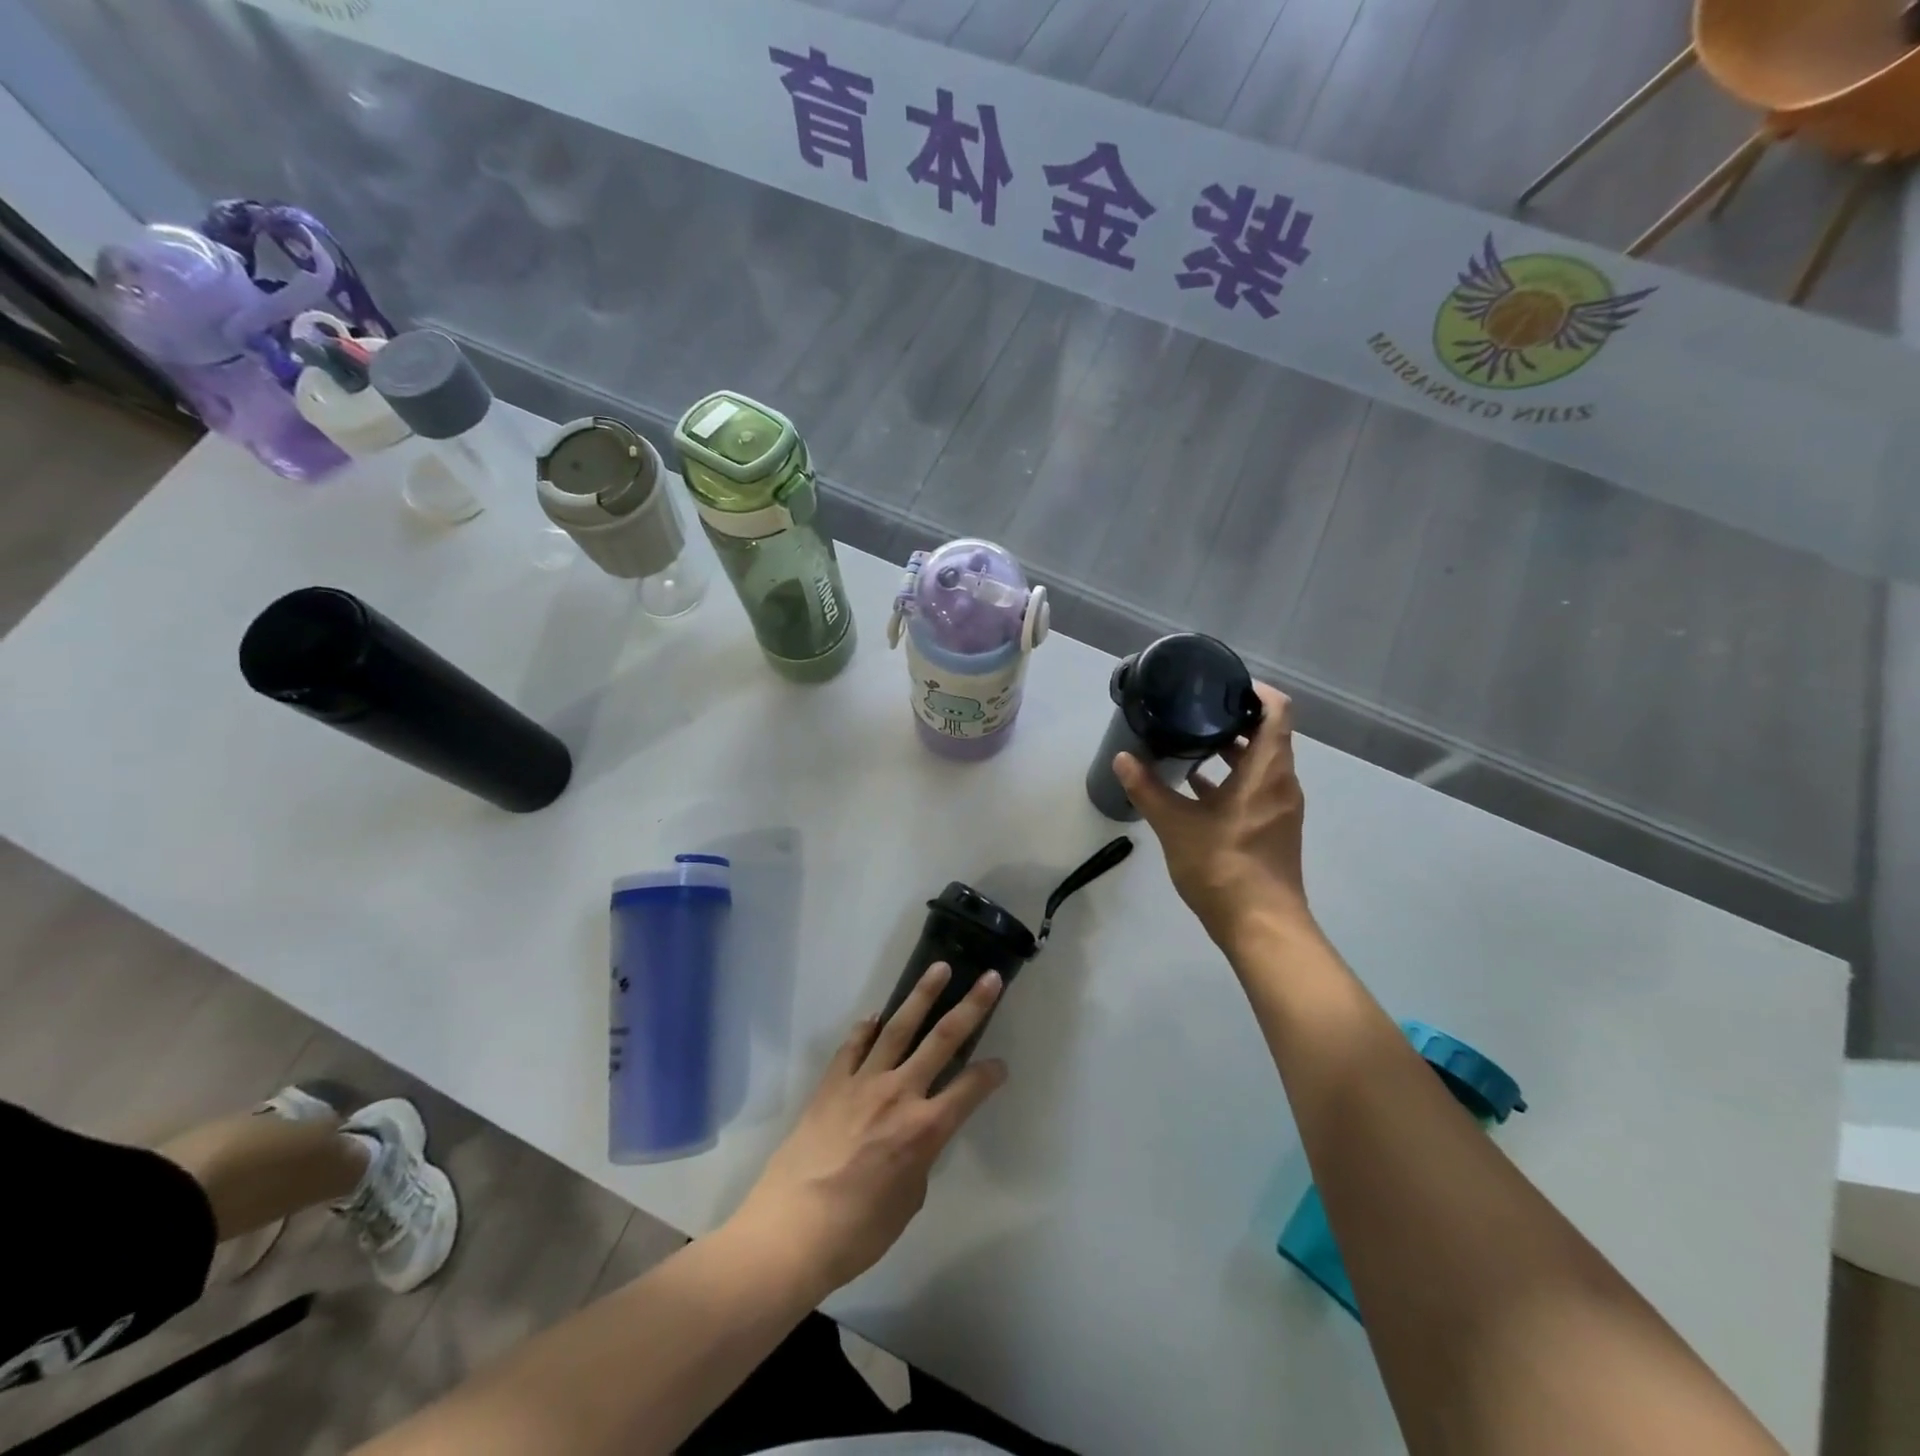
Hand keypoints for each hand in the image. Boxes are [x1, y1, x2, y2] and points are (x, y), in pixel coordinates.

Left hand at [732, 963, 1007, 1293]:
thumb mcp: (908, 1201)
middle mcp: (899, 1094)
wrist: (791, 1230)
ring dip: (921, 995)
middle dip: (971, 1006)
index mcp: (925, 1129)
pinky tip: (876, 1016)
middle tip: (989, 977)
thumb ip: (919, 1159)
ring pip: (899, 1027)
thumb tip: (914, 1140)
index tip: (1001, 1065)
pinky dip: (867, 1028)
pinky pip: (854, 1046)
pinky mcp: (832, 1084)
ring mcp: (862, 1082)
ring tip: (938, 969)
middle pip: (942, 1039)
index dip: (991, 1074)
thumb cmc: (858, 1231)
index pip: (970, 1089)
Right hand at [1114, 682, 1311, 946]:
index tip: (1222, 685)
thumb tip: (1123, 758)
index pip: (1277, 711)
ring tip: (1190, 742)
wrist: (1261, 926)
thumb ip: (1147, 789)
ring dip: (1231, 751)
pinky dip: (1232, 779)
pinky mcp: (1274, 828)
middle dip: (1234, 720)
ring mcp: (1281, 808)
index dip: (1255, 691)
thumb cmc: (1223, 867)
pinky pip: (1257, 788)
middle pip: (1268, 735)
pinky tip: (1196, 786)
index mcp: (1267, 771)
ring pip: (1261, 764)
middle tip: (1194, 710)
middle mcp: (1282, 783)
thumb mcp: (1175, 825)